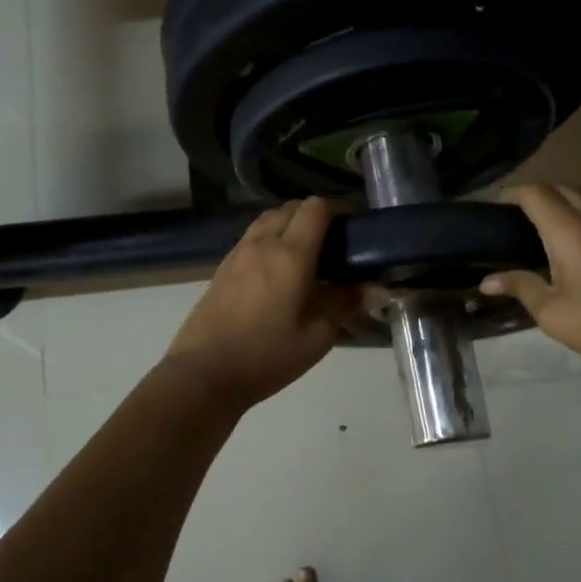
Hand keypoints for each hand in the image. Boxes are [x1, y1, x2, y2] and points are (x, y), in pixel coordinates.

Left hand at [162, 197, 362, 409]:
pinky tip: (279, 268)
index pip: (316, 208)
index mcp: (290, 254)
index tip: (355, 224)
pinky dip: (271, 237)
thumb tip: (376, 287)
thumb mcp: (317, 336)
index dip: (339, 208)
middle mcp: (262, 243)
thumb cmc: (266, 356)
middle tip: (335, 241)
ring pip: (268, 219)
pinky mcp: (222, 267)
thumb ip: (346, 303)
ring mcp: (238, 253)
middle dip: (315, 214)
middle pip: (291, 208)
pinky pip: (252, 236)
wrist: (203, 373)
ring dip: (290, 223)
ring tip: (308, 251)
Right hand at [480, 184, 580, 382]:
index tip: (495, 206)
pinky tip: (579, 248)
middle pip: (563, 188)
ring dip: (563, 204)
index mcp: (570, 231)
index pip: (536, 194)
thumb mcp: (554, 314)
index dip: (512, 193)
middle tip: (517, 219)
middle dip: (537, 195)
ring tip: (545, 231)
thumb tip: (487, 280)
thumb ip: (521, 288)